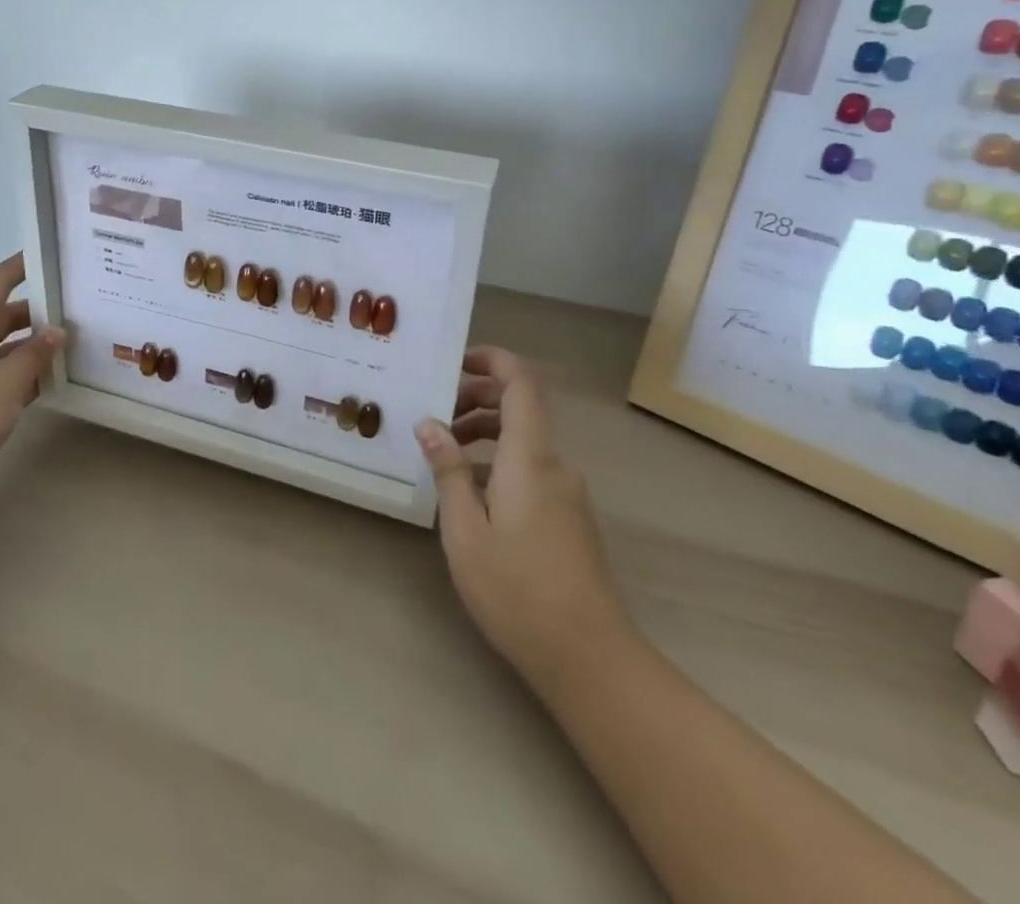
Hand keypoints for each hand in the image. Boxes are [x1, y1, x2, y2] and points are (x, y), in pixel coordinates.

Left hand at [0, 253, 63, 513]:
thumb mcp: (7, 381)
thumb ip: (36, 353)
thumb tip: (58, 332)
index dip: (23, 266)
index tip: (53, 253)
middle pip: (4, 316)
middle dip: (39, 312)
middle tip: (79, 304)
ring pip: (6, 348)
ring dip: (35, 347)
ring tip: (77, 339)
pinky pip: (3, 375)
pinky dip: (27, 374)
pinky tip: (57, 376)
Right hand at [417, 347, 629, 694]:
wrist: (590, 658)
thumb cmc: (518, 591)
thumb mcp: (466, 531)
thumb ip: (448, 471)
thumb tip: (429, 424)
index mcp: (530, 458)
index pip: (521, 383)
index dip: (492, 360)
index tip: (455, 361)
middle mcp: (555, 465)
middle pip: (521, 408)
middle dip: (477, 399)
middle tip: (435, 415)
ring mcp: (568, 492)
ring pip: (524, 441)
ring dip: (485, 435)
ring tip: (445, 456)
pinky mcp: (571, 517)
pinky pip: (532, 470)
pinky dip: (500, 464)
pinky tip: (472, 497)